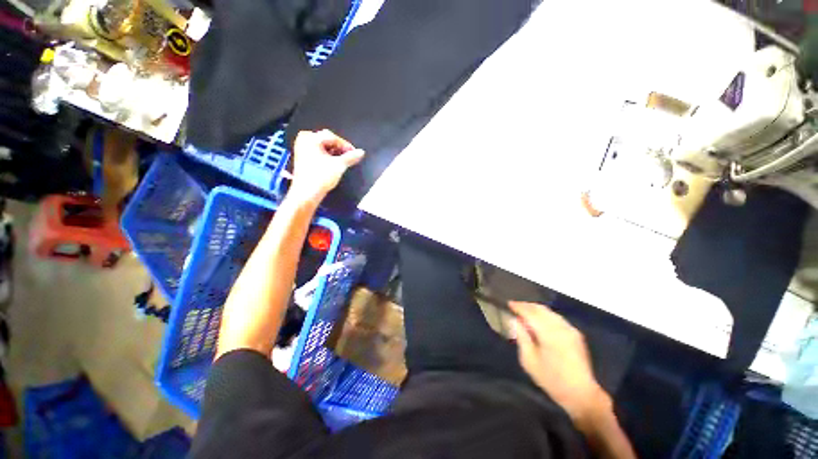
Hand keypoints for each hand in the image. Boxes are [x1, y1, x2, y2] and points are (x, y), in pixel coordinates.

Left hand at [288, 129, 364, 204]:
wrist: (306, 193)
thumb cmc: (321, 177)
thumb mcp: (339, 166)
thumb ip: (351, 157)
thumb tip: (361, 152)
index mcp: (310, 138)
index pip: (333, 137)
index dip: (346, 145)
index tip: (355, 153)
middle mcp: (304, 140)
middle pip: (327, 141)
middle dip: (340, 149)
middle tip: (350, 157)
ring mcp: (301, 148)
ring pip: (323, 147)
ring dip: (334, 153)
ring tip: (343, 161)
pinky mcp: (302, 158)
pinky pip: (318, 152)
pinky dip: (327, 157)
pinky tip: (334, 164)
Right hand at [509, 301, 610, 427]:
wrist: (581, 394)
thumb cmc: (551, 379)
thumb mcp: (529, 360)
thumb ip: (521, 337)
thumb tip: (515, 321)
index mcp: (548, 333)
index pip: (530, 313)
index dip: (518, 307)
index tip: (508, 304)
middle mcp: (560, 327)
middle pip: (541, 309)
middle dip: (527, 306)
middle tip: (515, 306)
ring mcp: (570, 329)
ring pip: (550, 312)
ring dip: (536, 310)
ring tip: (525, 312)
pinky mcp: (575, 334)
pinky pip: (556, 318)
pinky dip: (545, 315)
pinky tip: (539, 321)